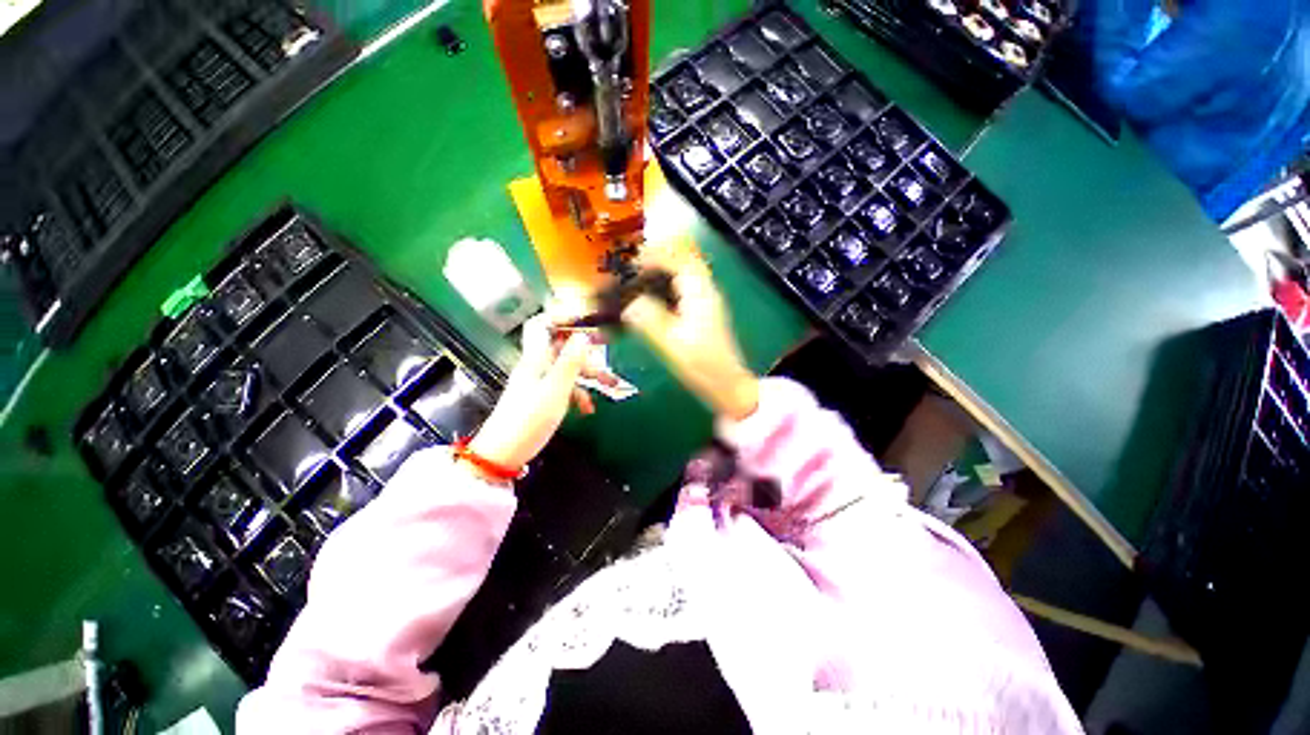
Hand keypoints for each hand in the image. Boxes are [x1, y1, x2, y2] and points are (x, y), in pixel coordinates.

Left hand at [468, 314, 593, 472]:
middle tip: (608, 355)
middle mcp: (536, 366)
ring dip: (588, 374)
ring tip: (610, 384)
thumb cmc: (529, 420)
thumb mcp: (556, 390)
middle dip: (586, 351)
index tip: (585, 320)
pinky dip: (578, 393)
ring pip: (567, 368)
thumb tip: (583, 336)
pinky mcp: (541, 398)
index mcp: (536, 359)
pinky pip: (564, 386)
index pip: (541, 325)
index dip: (560, 316)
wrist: (504, 453)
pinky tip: (588, 408)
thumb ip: (570, 362)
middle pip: (562, 347)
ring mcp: (538, 382)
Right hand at [621, 244, 759, 420]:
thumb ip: (649, 320)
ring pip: (686, 274)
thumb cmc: (701, 365)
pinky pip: (685, 288)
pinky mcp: (704, 312)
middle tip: (635, 267)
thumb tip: (628, 303)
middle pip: (684, 261)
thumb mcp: (671, 343)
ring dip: (664, 271)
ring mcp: (707, 301)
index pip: (679, 260)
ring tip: (641, 278)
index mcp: (700, 294)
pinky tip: (655, 298)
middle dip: (660, 259)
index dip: (655, 255)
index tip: (634, 261)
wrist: (726, 384)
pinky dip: (669, 285)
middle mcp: (706, 292)